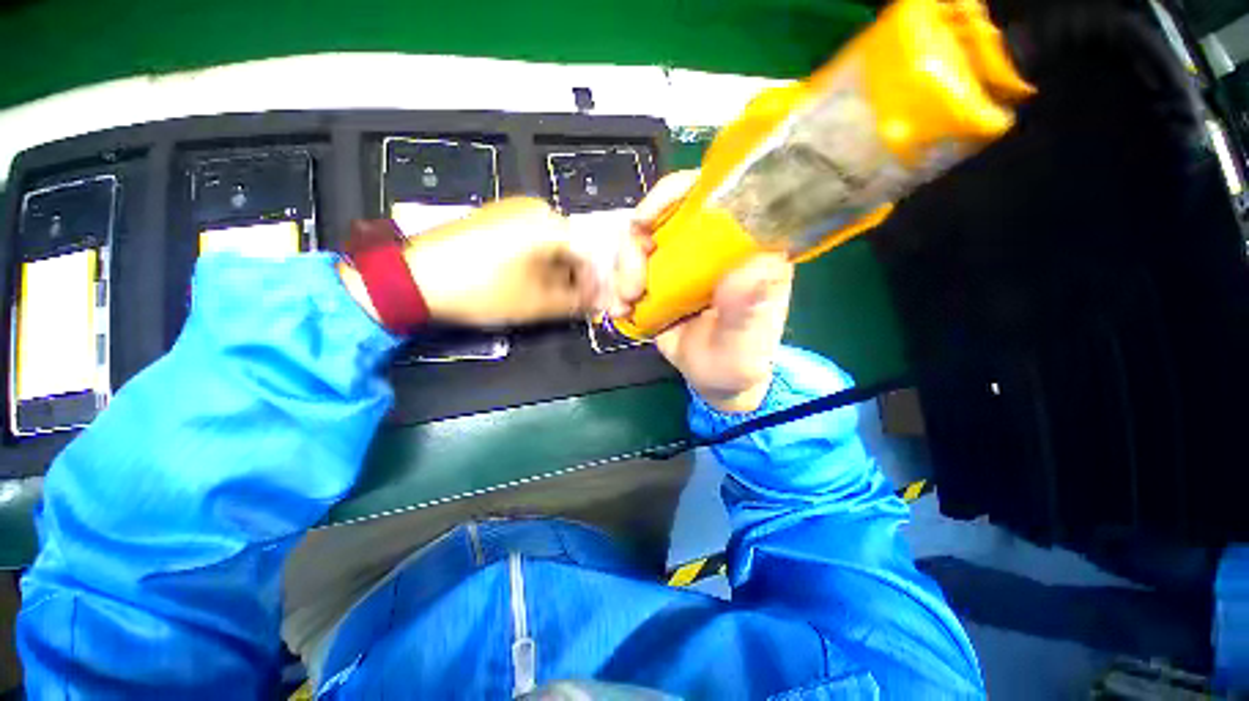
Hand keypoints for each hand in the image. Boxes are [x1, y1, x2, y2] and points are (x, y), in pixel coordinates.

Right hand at [636, 171, 794, 413]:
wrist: (717, 378)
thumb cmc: (740, 358)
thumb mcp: (748, 339)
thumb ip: (750, 307)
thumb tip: (754, 264)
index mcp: (742, 246)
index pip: (713, 193)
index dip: (675, 194)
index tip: (645, 221)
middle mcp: (709, 245)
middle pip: (663, 214)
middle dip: (636, 245)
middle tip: (632, 286)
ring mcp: (681, 261)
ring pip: (639, 241)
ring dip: (622, 269)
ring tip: (625, 304)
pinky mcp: (659, 280)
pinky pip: (629, 268)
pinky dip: (617, 285)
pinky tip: (620, 310)